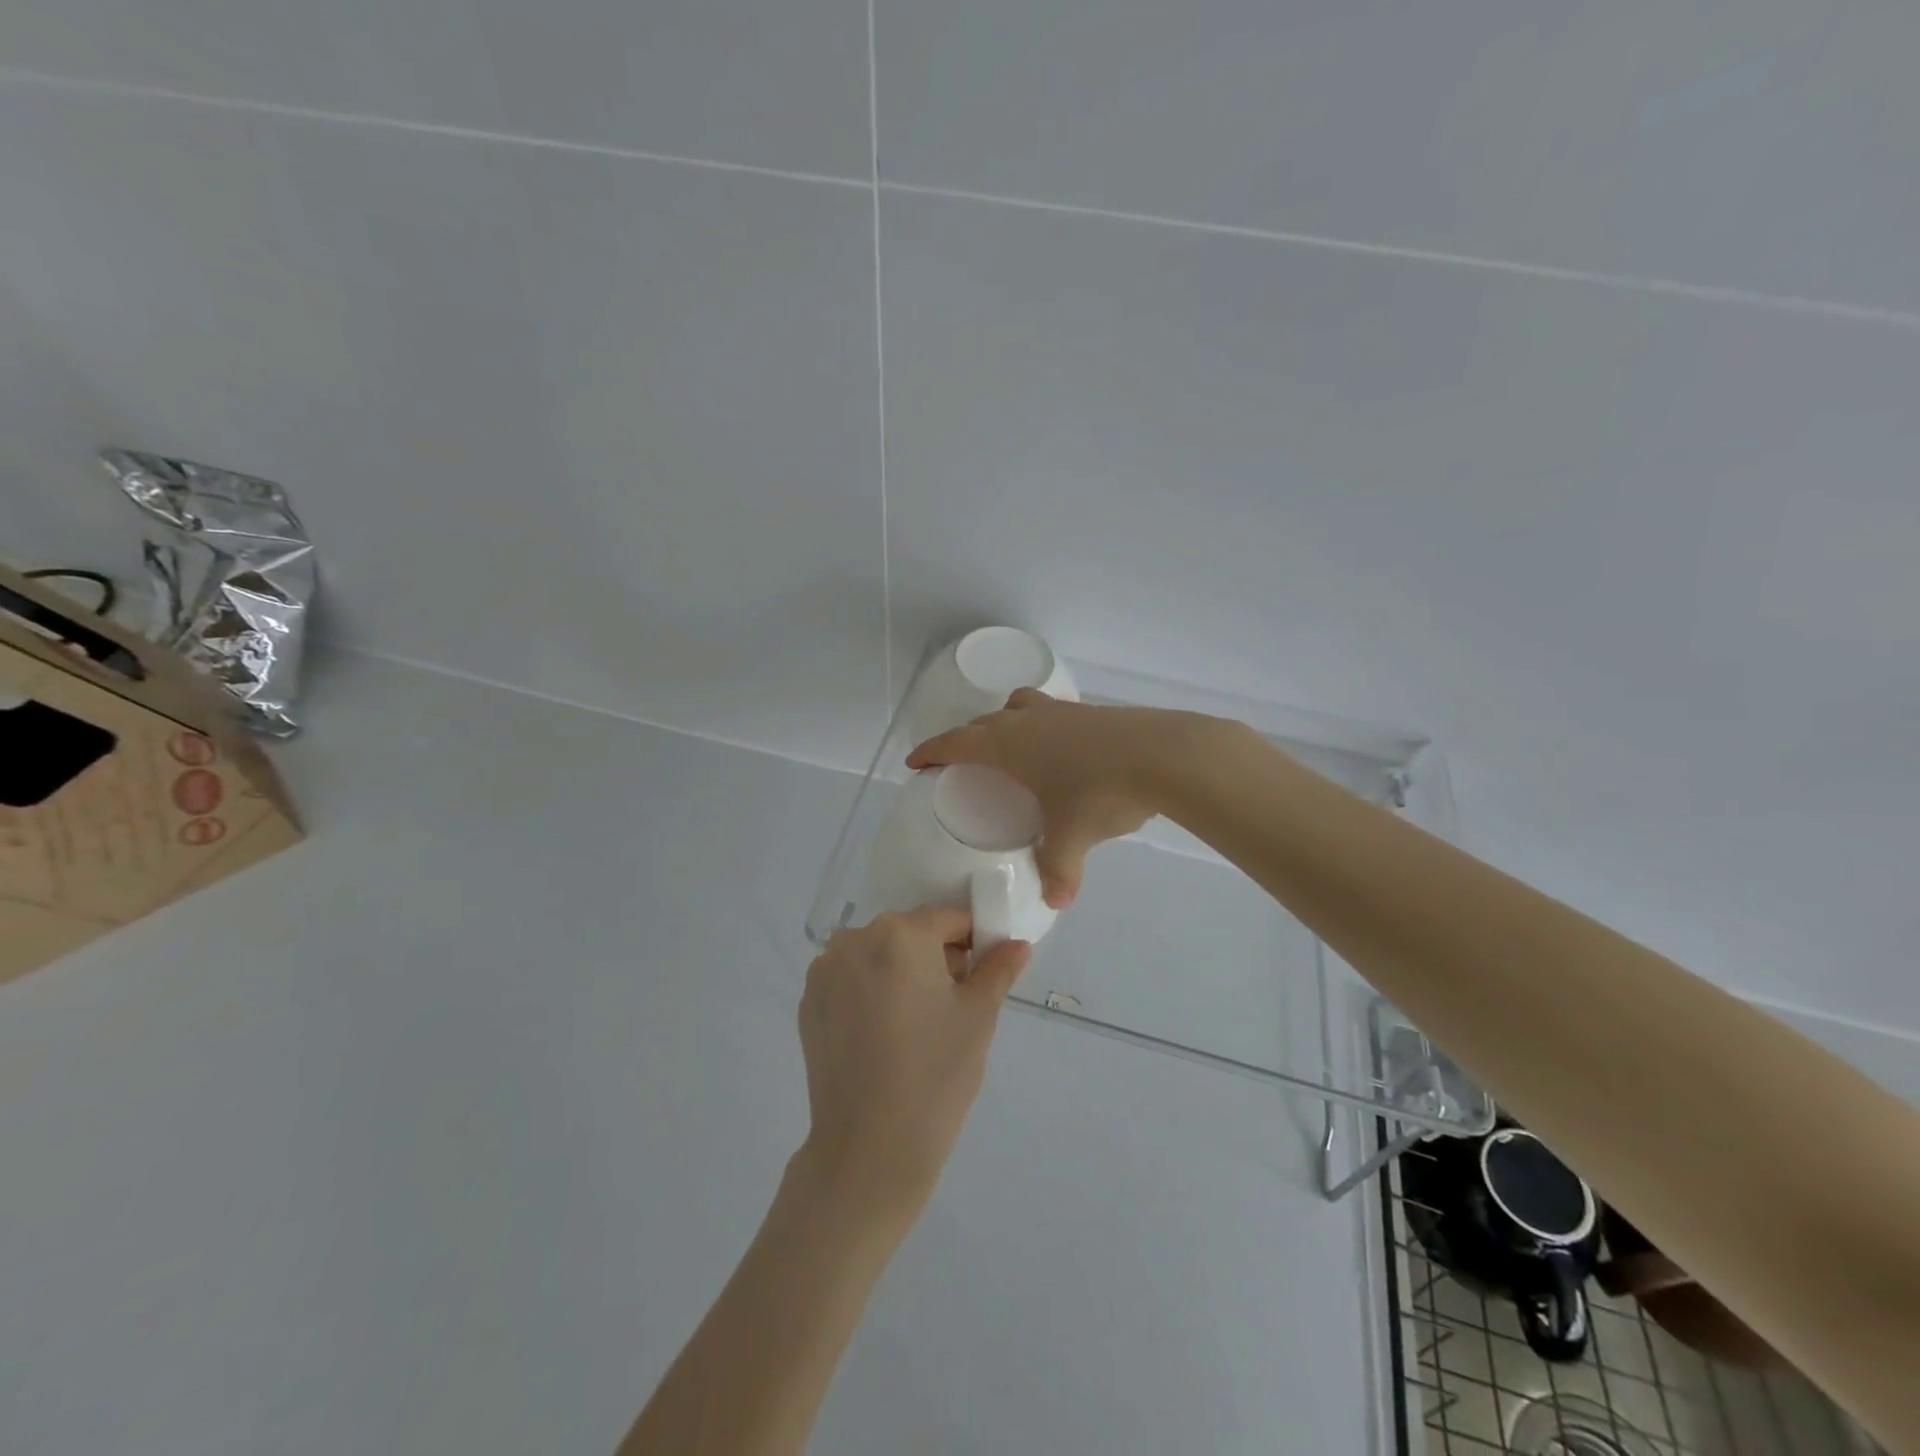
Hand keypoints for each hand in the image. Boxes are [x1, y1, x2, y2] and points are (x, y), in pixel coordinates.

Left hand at [798, 908, 1030, 1216]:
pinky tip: (882, 1037)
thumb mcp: (979, 1016)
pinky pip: (850, 981)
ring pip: (877, 956)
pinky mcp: (808, 1003)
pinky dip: (869, 994)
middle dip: (935, 958)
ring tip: (915, 1026)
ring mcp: (824, 971)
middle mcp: (855, 938)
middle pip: (909, 935)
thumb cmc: (936, 1073)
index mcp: (900, 933)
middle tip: (952, 1006)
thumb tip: (1016, 945)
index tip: (982, 976)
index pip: (949, 920)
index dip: (973, 943)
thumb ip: (998, 969)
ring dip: (899, 974)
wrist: (870, 1148)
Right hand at [909, 690, 1203, 906]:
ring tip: (1008, 746)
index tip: (915, 762)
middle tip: (960, 760)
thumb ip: (1059, 869)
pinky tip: (1059, 750)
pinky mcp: (1091, 710)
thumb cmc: (1101, 792)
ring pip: (1018, 707)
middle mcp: (1027, 720)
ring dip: (1003, 722)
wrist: (1165, 754)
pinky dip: (1040, 725)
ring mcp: (1061, 710)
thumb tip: (1057, 902)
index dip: (932, 751)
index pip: (956, 743)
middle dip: (966, 739)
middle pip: (983, 722)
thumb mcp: (1073, 836)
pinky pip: (1050, 712)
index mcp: (1008, 745)